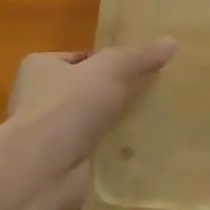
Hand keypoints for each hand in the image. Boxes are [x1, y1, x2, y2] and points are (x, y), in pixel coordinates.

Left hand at [8, 40, 175, 207]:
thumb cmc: (68, 105)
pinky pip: (94, 152)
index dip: (107, 61)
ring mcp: (48, 135)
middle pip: (86, 91)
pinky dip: (112, 153)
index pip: (80, 58)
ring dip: (114, 125)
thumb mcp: (111, 69)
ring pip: (92, 123)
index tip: (138, 67)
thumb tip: (172, 41)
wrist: (43, 168)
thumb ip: (139, 56)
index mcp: (40, 67)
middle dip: (114, 95)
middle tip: (152, 93)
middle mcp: (38, 99)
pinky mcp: (59, 165)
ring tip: (153, 121)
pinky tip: (140, 150)